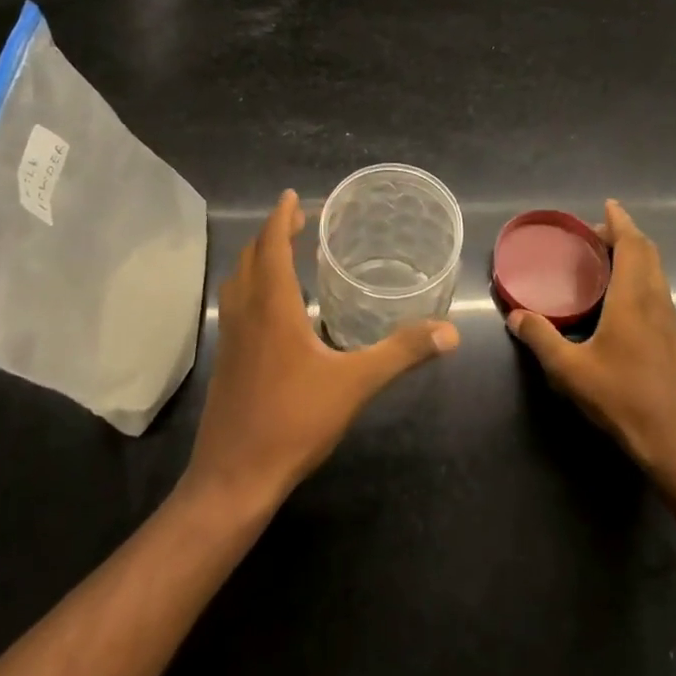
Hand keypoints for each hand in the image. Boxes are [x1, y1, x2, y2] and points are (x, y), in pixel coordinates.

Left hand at [184, 189, 458, 511]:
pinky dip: (251, 287)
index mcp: (272, 308)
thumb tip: (449, 331)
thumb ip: (402, 353)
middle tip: (298, 222)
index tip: (292, 196)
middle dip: (272, 234)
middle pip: (250, 258)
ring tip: (283, 254)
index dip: (281, 218)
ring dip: (257, 259)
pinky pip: (236, 306)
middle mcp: (246, 314)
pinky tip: (273, 310)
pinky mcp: (227, 362)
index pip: (272, 246)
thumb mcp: (355, 384)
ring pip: (238, 282)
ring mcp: (231, 339)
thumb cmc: (293, 422)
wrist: (233, 479)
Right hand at [507, 200, 675, 479]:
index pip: (632, 246)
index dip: (620, 222)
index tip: (608, 205)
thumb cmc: (623, 399)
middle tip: (597, 233)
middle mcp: (657, 301)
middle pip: (648, 253)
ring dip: (636, 255)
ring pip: (656, 272)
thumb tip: (516, 315)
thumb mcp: (571, 371)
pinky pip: (658, 290)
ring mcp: (671, 320)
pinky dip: (641, 276)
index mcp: (634, 299)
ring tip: (607, 259)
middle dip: (626, 235)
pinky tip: (621, 299)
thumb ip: (541, 339)